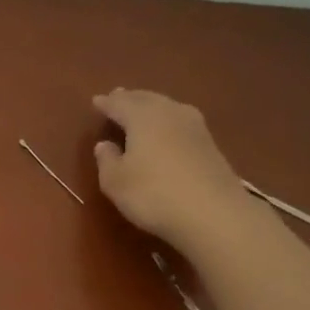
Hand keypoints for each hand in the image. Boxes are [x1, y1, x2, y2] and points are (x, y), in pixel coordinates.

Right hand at [92, 88, 246, 248]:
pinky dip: (167, 121)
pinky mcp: (210, 144)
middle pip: (146, 99)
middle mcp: (169, 113)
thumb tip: (104, 144)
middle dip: (130, 98)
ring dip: (151, 106)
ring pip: (167, 107)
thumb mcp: (115, 182)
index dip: (106, 103)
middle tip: (118, 96)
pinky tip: (166, 129)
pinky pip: (180, 122)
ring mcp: (194, 126)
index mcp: (142, 117)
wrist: (213, 213)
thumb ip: (106, 160)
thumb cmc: (153, 194)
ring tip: (141, 109)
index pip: (119, 104)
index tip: (96, 101)